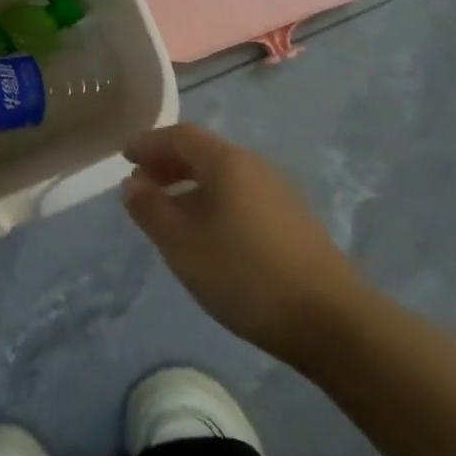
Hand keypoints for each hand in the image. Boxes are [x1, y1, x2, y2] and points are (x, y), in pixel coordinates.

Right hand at [122, 124, 363, 366]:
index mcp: (226, 162)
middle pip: (203, 152)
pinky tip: (206, 233)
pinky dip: (212, 201)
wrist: (330, 319)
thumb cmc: (244, 273)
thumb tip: (131, 184)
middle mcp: (254, 166)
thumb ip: (150, 210)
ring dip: (189, 184)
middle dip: (167, 163)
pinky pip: (239, 195)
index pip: (180, 135)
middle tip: (140, 184)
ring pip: (223, 176)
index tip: (124, 156)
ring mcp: (277, 192)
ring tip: (167, 212)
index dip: (149, 142)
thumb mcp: (182, 243)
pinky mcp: (291, 220)